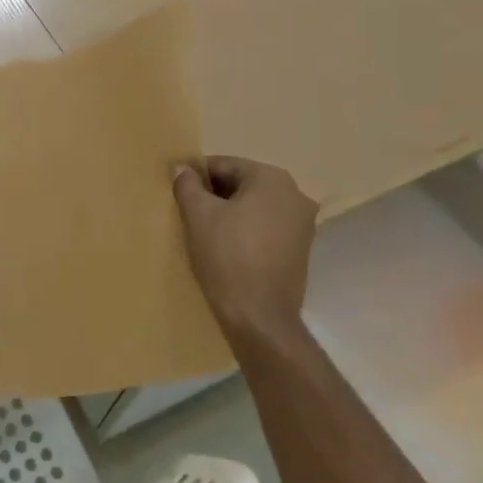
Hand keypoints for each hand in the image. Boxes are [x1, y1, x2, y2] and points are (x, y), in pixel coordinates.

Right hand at [172, 156, 318, 338]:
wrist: (259, 317)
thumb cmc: (227, 256)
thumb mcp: (198, 215)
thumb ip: (188, 185)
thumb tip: (182, 169)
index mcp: (273, 180)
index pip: (225, 165)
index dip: (198, 176)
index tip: (179, 193)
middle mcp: (296, 196)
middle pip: (243, 184)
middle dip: (216, 195)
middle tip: (190, 213)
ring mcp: (303, 225)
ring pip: (256, 207)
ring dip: (231, 213)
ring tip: (206, 232)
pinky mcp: (301, 250)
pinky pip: (267, 228)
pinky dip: (247, 231)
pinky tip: (227, 248)